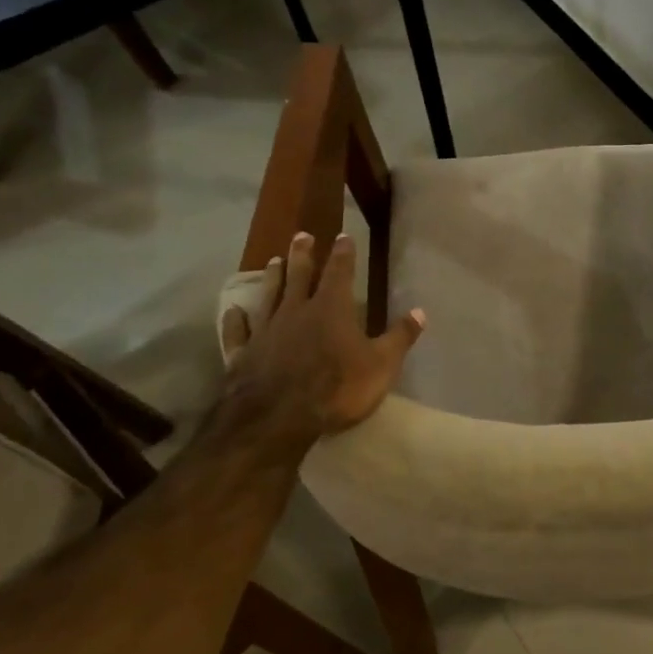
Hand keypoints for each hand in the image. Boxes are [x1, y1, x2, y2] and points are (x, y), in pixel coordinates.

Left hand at [219, 231, 424, 436]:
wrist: (278, 418)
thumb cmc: (338, 388)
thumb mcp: (382, 365)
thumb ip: (399, 337)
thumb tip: (420, 311)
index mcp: (332, 309)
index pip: (340, 272)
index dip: (343, 253)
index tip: (343, 235)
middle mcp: (296, 311)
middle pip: (300, 275)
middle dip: (303, 254)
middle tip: (301, 235)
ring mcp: (266, 331)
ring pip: (269, 296)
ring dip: (272, 278)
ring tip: (273, 260)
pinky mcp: (243, 354)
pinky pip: (238, 332)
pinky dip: (235, 321)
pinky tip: (233, 311)